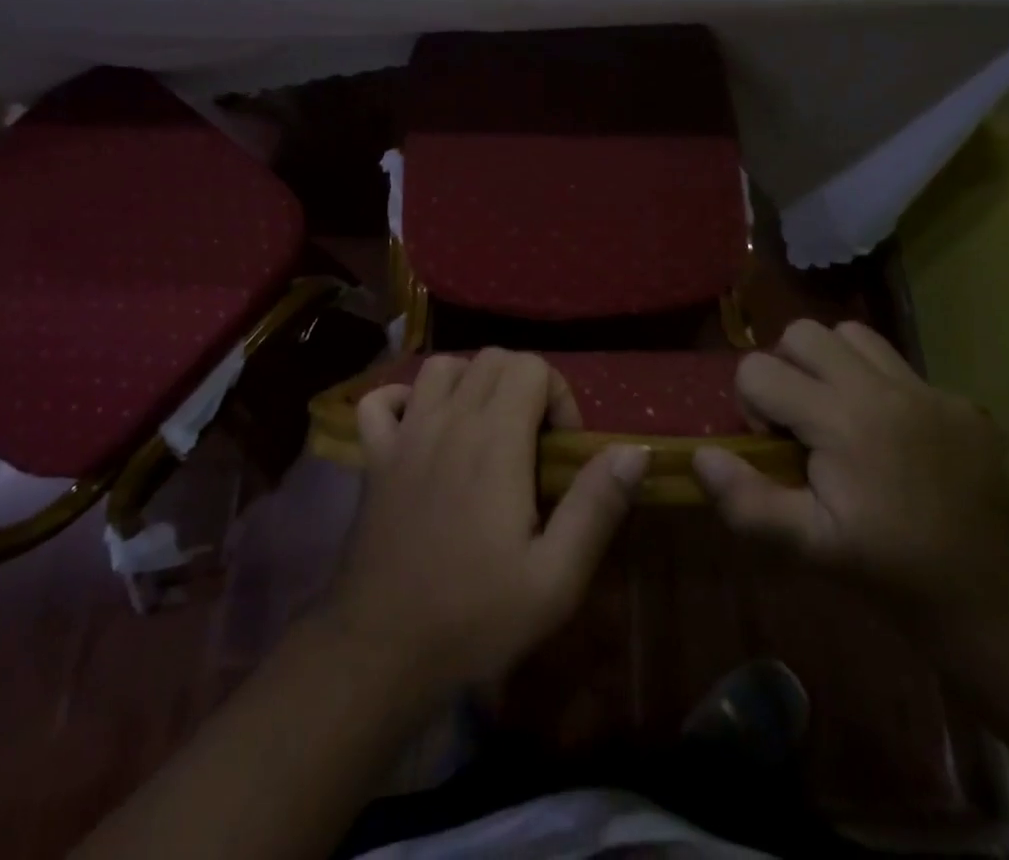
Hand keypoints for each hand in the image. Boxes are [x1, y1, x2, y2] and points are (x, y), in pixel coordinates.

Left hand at [323, 348, 648, 692]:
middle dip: (523, 385)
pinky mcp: (374, 457)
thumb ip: (596, 506)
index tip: (561, 450)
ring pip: (440, 367)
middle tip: (532, 442)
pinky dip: (403, 400)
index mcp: (495, 440)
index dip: (558, 397)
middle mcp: (448, 420)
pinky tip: (420, 428)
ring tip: (485, 429)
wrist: (382, 649)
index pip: (531, 366)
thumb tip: (634, 449)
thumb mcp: (556, 578)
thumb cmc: (475, 617)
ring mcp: (405, 434)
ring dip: (469, 383)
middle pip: (491, 358)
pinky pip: (380, 401)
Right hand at [693, 320, 1008, 614]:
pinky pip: (901, 365)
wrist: (991, 597)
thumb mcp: (808, 547)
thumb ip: (746, 501)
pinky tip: (891, 434)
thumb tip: (702, 456)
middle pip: (803, 333)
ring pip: (853, 335)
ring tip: (839, 411)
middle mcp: (882, 390)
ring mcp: (927, 391)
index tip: (776, 445)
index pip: (758, 369)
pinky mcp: (960, 402)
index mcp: (841, 421)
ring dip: (831, 363)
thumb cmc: (888, 570)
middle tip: (801, 418)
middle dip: (786, 367)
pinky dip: (879, 384)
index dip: (751, 403)